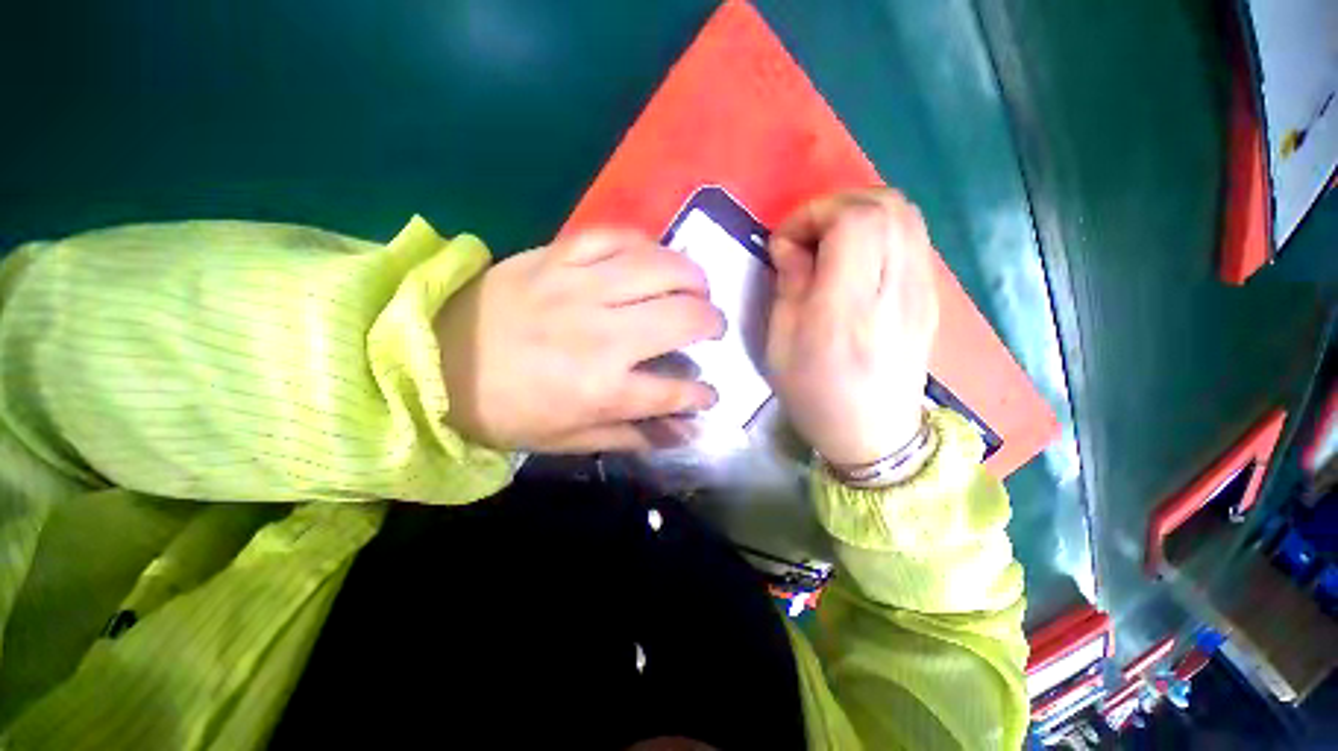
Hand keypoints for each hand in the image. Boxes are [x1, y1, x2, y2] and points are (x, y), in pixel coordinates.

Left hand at [434, 229, 724, 452]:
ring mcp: (579, 289)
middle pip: (682, 319)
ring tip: (698, 287)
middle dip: (712, 323)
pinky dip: (646, 244)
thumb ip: (631, 436)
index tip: (709, 394)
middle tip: (712, 327)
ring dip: (692, 277)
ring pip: (660, 269)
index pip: (675, 391)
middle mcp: (601, 336)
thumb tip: (683, 433)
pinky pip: (615, 237)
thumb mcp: (568, 439)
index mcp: (601, 389)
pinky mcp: (557, 257)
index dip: (701, 395)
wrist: (432, 359)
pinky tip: (655, 257)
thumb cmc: (505, 410)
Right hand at [766, 189, 938, 465]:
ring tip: (829, 242)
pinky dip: (880, 229)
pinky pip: (912, 236)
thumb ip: (788, 285)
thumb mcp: (781, 345)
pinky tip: (856, 257)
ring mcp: (922, 291)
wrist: (875, 434)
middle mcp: (895, 291)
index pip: (853, 221)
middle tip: (807, 236)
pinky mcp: (930, 295)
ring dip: (860, 213)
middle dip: (836, 206)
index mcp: (848, 310)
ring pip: (905, 214)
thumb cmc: (816, 394)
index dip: (813, 214)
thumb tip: (790, 244)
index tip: (785, 242)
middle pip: (885, 205)